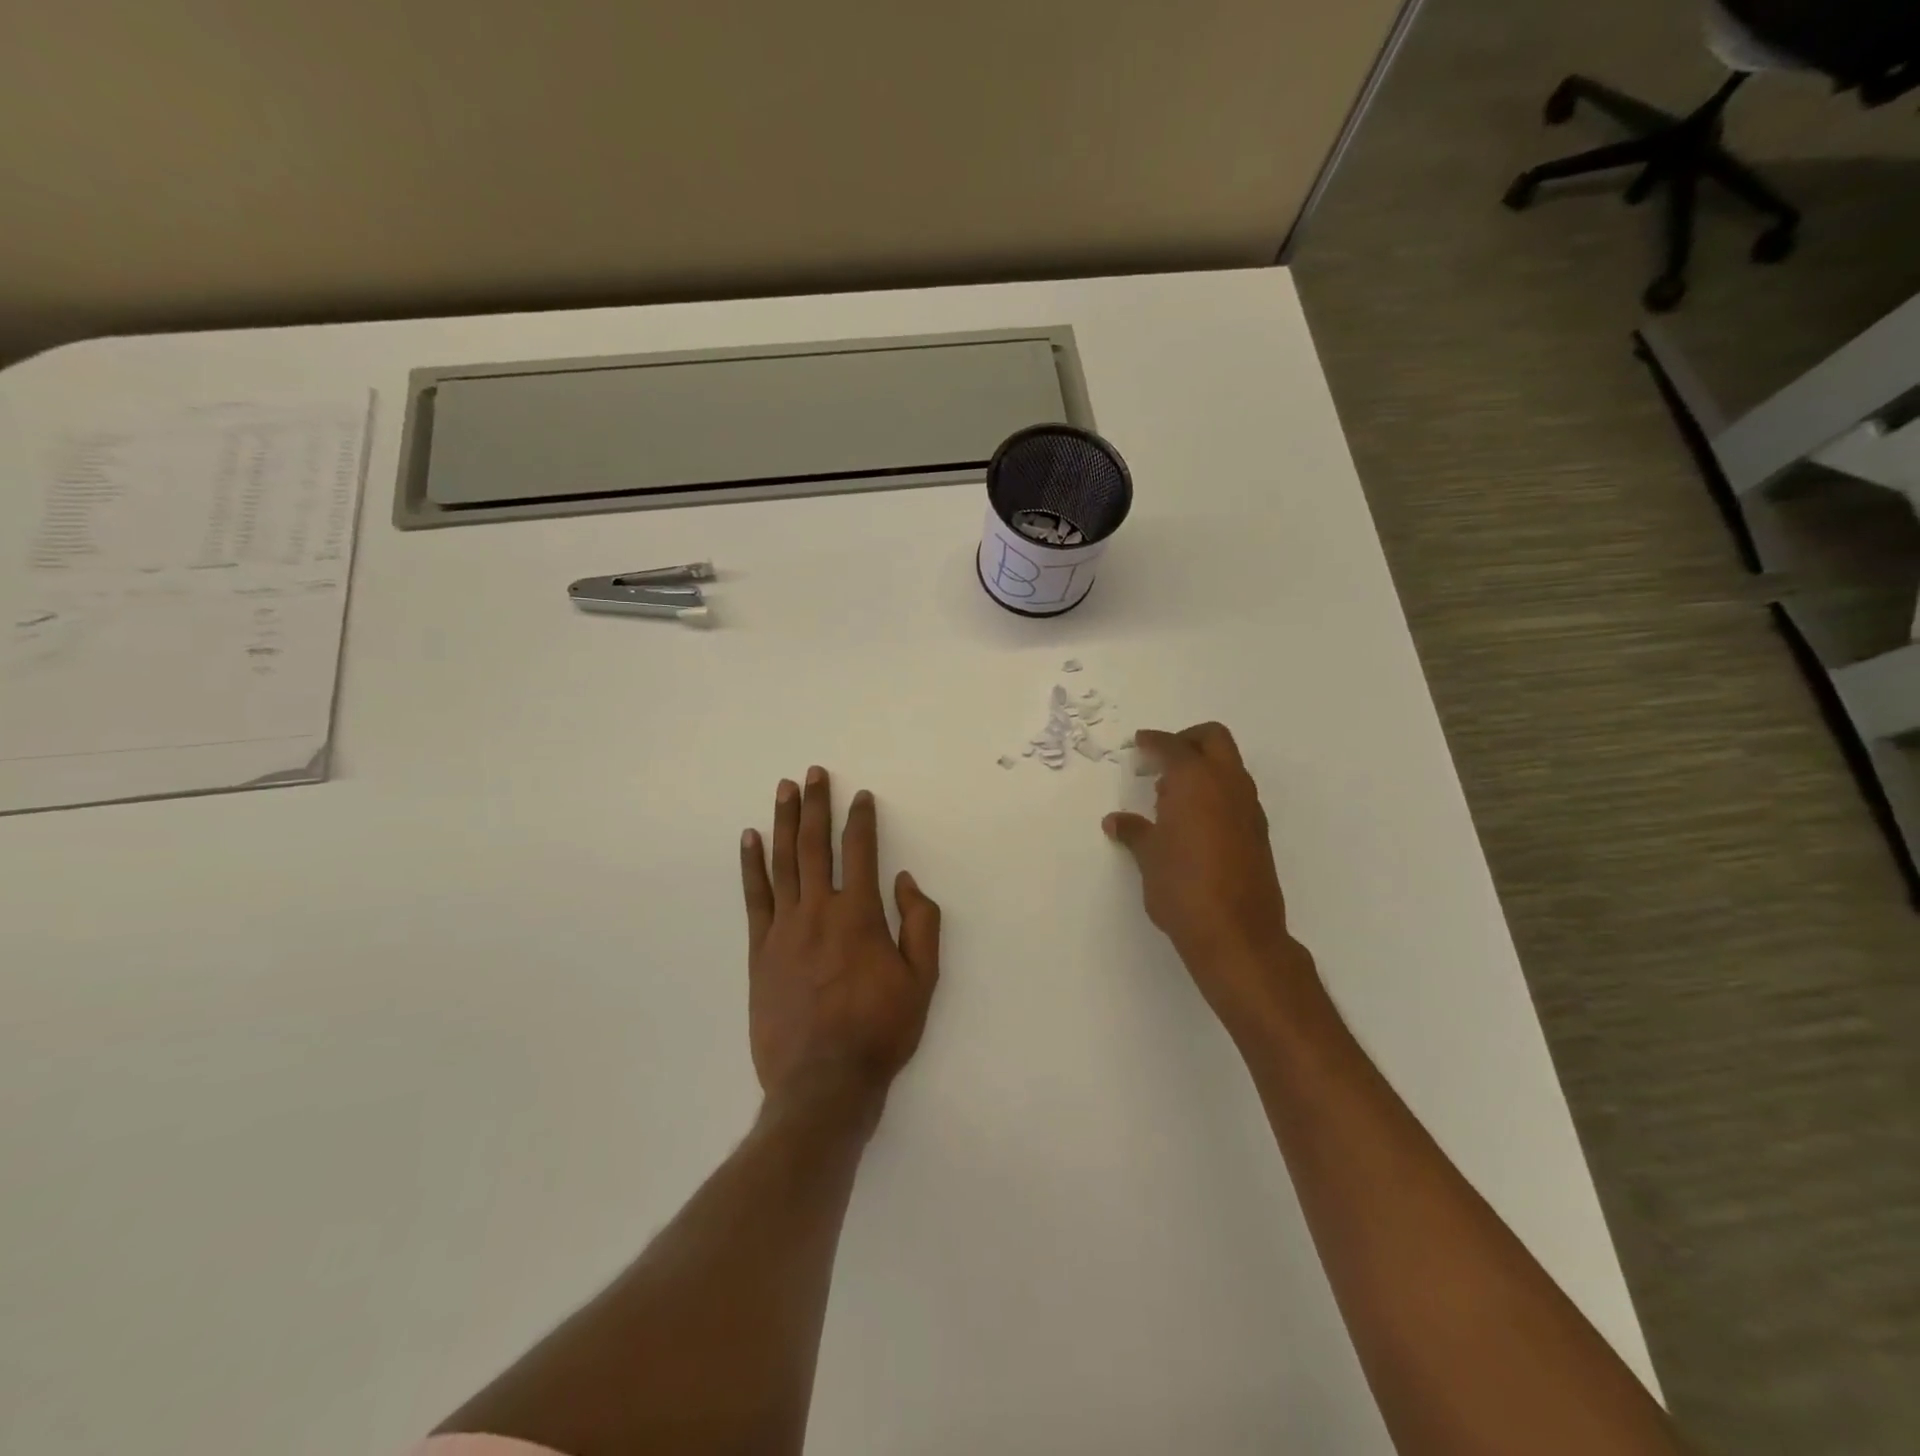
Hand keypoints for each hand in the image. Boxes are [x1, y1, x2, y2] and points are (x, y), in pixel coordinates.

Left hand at [741, 767, 941, 1125]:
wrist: (823, 1082)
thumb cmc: (880, 1031)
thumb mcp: (922, 981)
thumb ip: (920, 924)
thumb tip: (905, 881)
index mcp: (860, 915)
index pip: (861, 851)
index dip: (862, 819)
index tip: (861, 796)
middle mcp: (819, 910)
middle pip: (816, 845)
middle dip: (817, 805)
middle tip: (813, 773)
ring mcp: (784, 928)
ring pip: (784, 862)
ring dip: (784, 822)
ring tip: (783, 790)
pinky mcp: (760, 950)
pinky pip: (754, 897)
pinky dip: (752, 865)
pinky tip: (749, 839)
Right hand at [1103, 723, 1314, 1025]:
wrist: (1236, 933)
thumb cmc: (1182, 886)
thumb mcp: (1148, 857)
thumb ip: (1134, 831)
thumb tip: (1117, 821)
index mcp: (1196, 780)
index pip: (1173, 746)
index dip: (1153, 741)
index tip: (1139, 743)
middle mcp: (1228, 784)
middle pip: (1213, 739)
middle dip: (1187, 740)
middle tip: (1161, 758)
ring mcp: (1248, 808)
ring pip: (1229, 766)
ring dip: (1203, 767)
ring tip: (1170, 796)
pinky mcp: (1258, 832)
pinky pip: (1235, 794)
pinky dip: (1214, 792)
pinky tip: (1192, 821)